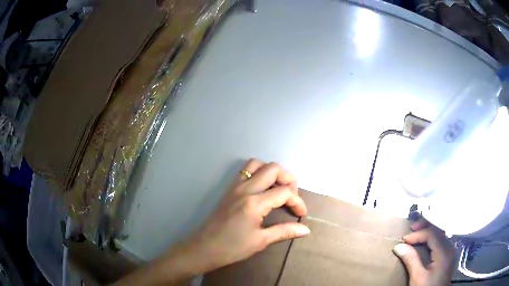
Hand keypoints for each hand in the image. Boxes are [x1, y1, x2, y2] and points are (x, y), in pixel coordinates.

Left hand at [185, 158, 309, 272]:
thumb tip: (306, 229)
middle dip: (289, 179)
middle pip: (273, 169)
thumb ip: (284, 231)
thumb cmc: (232, 248)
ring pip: (257, 164)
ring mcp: (235, 186)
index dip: (298, 202)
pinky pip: (246, 171)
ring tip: (278, 188)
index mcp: (254, 203)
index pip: (284, 192)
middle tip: (292, 196)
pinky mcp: (229, 189)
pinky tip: (263, 190)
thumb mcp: (261, 241)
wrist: (204, 247)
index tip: (301, 214)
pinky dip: (259, 173)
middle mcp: (245, 189)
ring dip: (272, 172)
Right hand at [393, 219, 455, 285]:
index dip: (418, 234)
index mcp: (444, 252)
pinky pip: (442, 239)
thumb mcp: (417, 278)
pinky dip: (433, 237)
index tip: (404, 239)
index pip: (432, 234)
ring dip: (429, 230)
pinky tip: (426, 241)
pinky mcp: (448, 254)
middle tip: (412, 228)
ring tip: (417, 231)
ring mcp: (451, 250)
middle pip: (439, 229)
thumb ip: (411, 260)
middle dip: (425, 226)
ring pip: (441, 232)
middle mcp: (450, 247)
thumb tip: (399, 246)